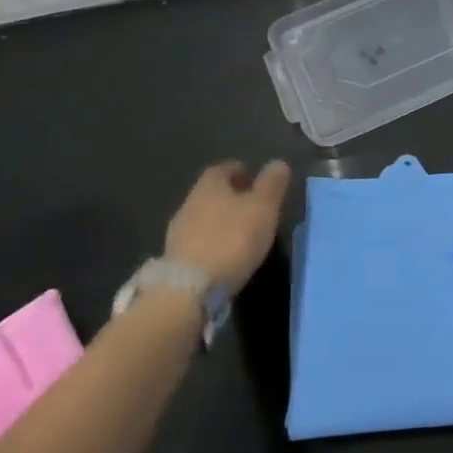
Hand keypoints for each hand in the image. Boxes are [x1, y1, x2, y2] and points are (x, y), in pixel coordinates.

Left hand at [163, 160, 291, 293]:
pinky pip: (197, 243)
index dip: (239, 171)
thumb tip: (278, 163)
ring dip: (221, 222)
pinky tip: (226, 255)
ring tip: (242, 234)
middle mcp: (189, 204)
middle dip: (230, 197)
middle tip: (252, 206)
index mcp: (210, 186)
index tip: (254, 178)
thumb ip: (272, 183)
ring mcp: (178, 233)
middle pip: (211, 194)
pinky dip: (212, 244)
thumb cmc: (232, 239)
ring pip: (203, 219)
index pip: (223, 169)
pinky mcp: (175, 261)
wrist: (189, 290)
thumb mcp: (263, 207)